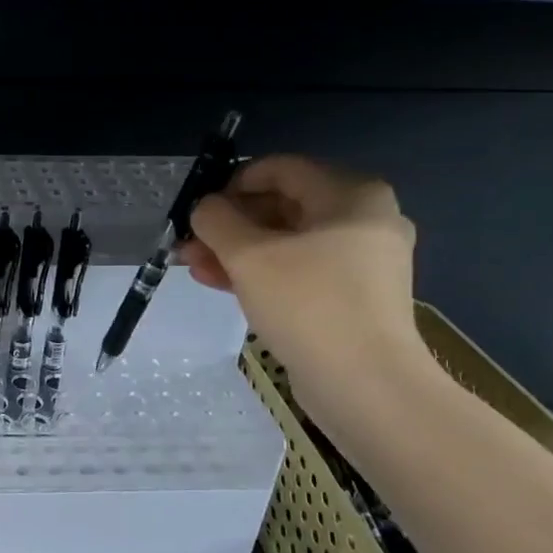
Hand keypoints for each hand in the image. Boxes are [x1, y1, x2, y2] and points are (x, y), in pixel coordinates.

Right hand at [181, 155, 431, 410]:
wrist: (365, 383)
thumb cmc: (308, 304)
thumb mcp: (249, 255)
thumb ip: (217, 220)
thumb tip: (205, 208)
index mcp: (351, 195)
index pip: (280, 169)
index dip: (232, 183)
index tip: (199, 210)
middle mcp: (364, 219)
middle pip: (282, 206)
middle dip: (229, 224)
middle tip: (188, 244)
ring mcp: (361, 260)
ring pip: (286, 242)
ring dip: (237, 251)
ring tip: (193, 267)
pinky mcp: (352, 296)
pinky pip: (299, 270)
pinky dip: (261, 273)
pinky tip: (221, 284)